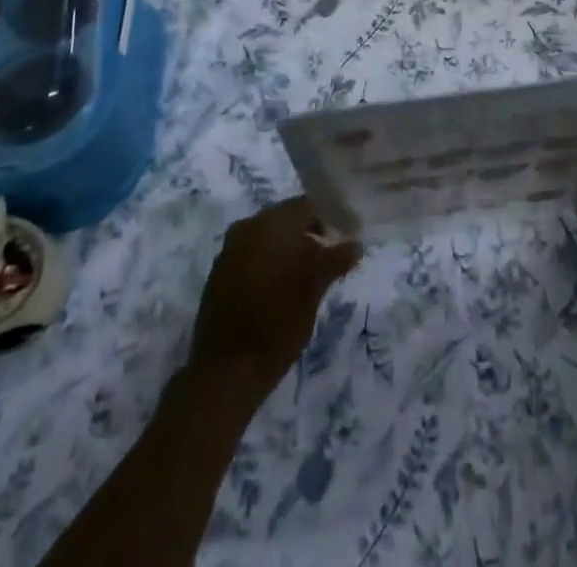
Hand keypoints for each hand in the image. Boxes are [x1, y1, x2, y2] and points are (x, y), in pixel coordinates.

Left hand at [190, 197, 361, 399]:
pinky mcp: (221, 274)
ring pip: (270, 237)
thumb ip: (336, 258)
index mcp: (271, 222)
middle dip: (311, 232)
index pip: (308, 205)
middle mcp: (248, 227)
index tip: (347, 232)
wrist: (226, 372)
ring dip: (291, 248)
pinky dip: (272, 261)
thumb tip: (356, 244)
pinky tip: (285, 285)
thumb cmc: (277, 322)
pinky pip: (254, 254)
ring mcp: (230, 250)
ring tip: (312, 272)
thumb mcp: (315, 287)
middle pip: (287, 218)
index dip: (331, 215)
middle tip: (333, 253)